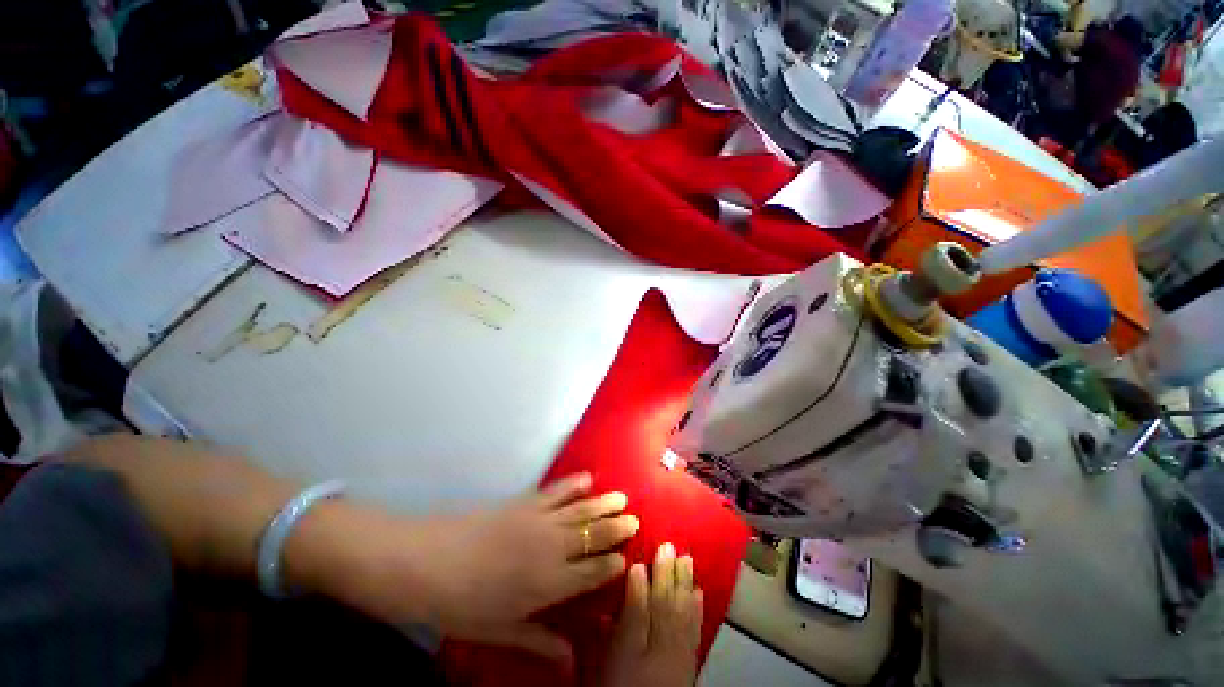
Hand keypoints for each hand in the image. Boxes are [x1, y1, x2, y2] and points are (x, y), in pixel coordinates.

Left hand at [320, 473, 638, 664]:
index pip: (591, 572)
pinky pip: (555, 491)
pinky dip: (572, 483)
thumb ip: (539, 641)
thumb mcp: (500, 630)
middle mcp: (551, 547)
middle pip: (592, 535)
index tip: (628, 557)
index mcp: (547, 583)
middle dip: (615, 527)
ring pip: (580, 510)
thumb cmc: (463, 604)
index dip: (612, 564)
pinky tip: (586, 478)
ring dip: (602, 503)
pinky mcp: (524, 501)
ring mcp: (538, 519)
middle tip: (634, 518)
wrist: (429, 562)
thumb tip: (572, 658)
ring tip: (621, 496)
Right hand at [600, 543, 703, 686]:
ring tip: (688, 560)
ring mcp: (680, 650)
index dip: (653, 571)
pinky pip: (695, 630)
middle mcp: (669, 637)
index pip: (651, 594)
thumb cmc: (622, 686)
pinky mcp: (686, 663)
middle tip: (672, 546)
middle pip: (670, 599)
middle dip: (671, 572)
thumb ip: (630, 610)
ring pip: (684, 609)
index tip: (656, 546)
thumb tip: (636, 572)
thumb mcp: (617, 651)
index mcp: (648, 632)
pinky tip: (700, 594)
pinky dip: (698, 610)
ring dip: (686, 584)